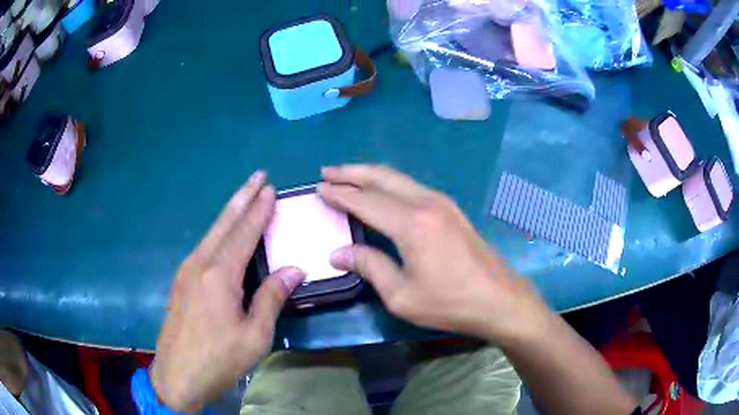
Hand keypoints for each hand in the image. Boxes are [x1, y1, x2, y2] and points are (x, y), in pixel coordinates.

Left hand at [151, 171, 304, 411]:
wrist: (177, 374)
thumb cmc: (219, 358)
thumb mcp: (254, 335)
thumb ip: (271, 297)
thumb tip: (294, 269)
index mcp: (219, 275)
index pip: (244, 233)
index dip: (259, 211)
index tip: (271, 189)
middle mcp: (200, 264)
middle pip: (224, 223)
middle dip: (242, 197)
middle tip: (258, 175)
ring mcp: (187, 271)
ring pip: (212, 232)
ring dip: (230, 212)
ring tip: (245, 197)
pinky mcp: (181, 281)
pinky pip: (204, 246)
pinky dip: (219, 232)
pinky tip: (224, 234)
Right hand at [319, 165, 550, 343]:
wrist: (499, 299)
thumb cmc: (449, 303)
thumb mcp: (402, 295)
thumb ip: (369, 266)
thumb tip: (338, 253)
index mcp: (411, 223)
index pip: (365, 200)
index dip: (340, 194)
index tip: (319, 189)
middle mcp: (426, 203)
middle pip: (382, 178)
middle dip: (352, 172)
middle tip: (327, 172)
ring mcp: (442, 203)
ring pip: (398, 179)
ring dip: (370, 174)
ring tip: (348, 176)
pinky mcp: (451, 209)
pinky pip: (412, 187)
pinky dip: (389, 184)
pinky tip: (381, 191)